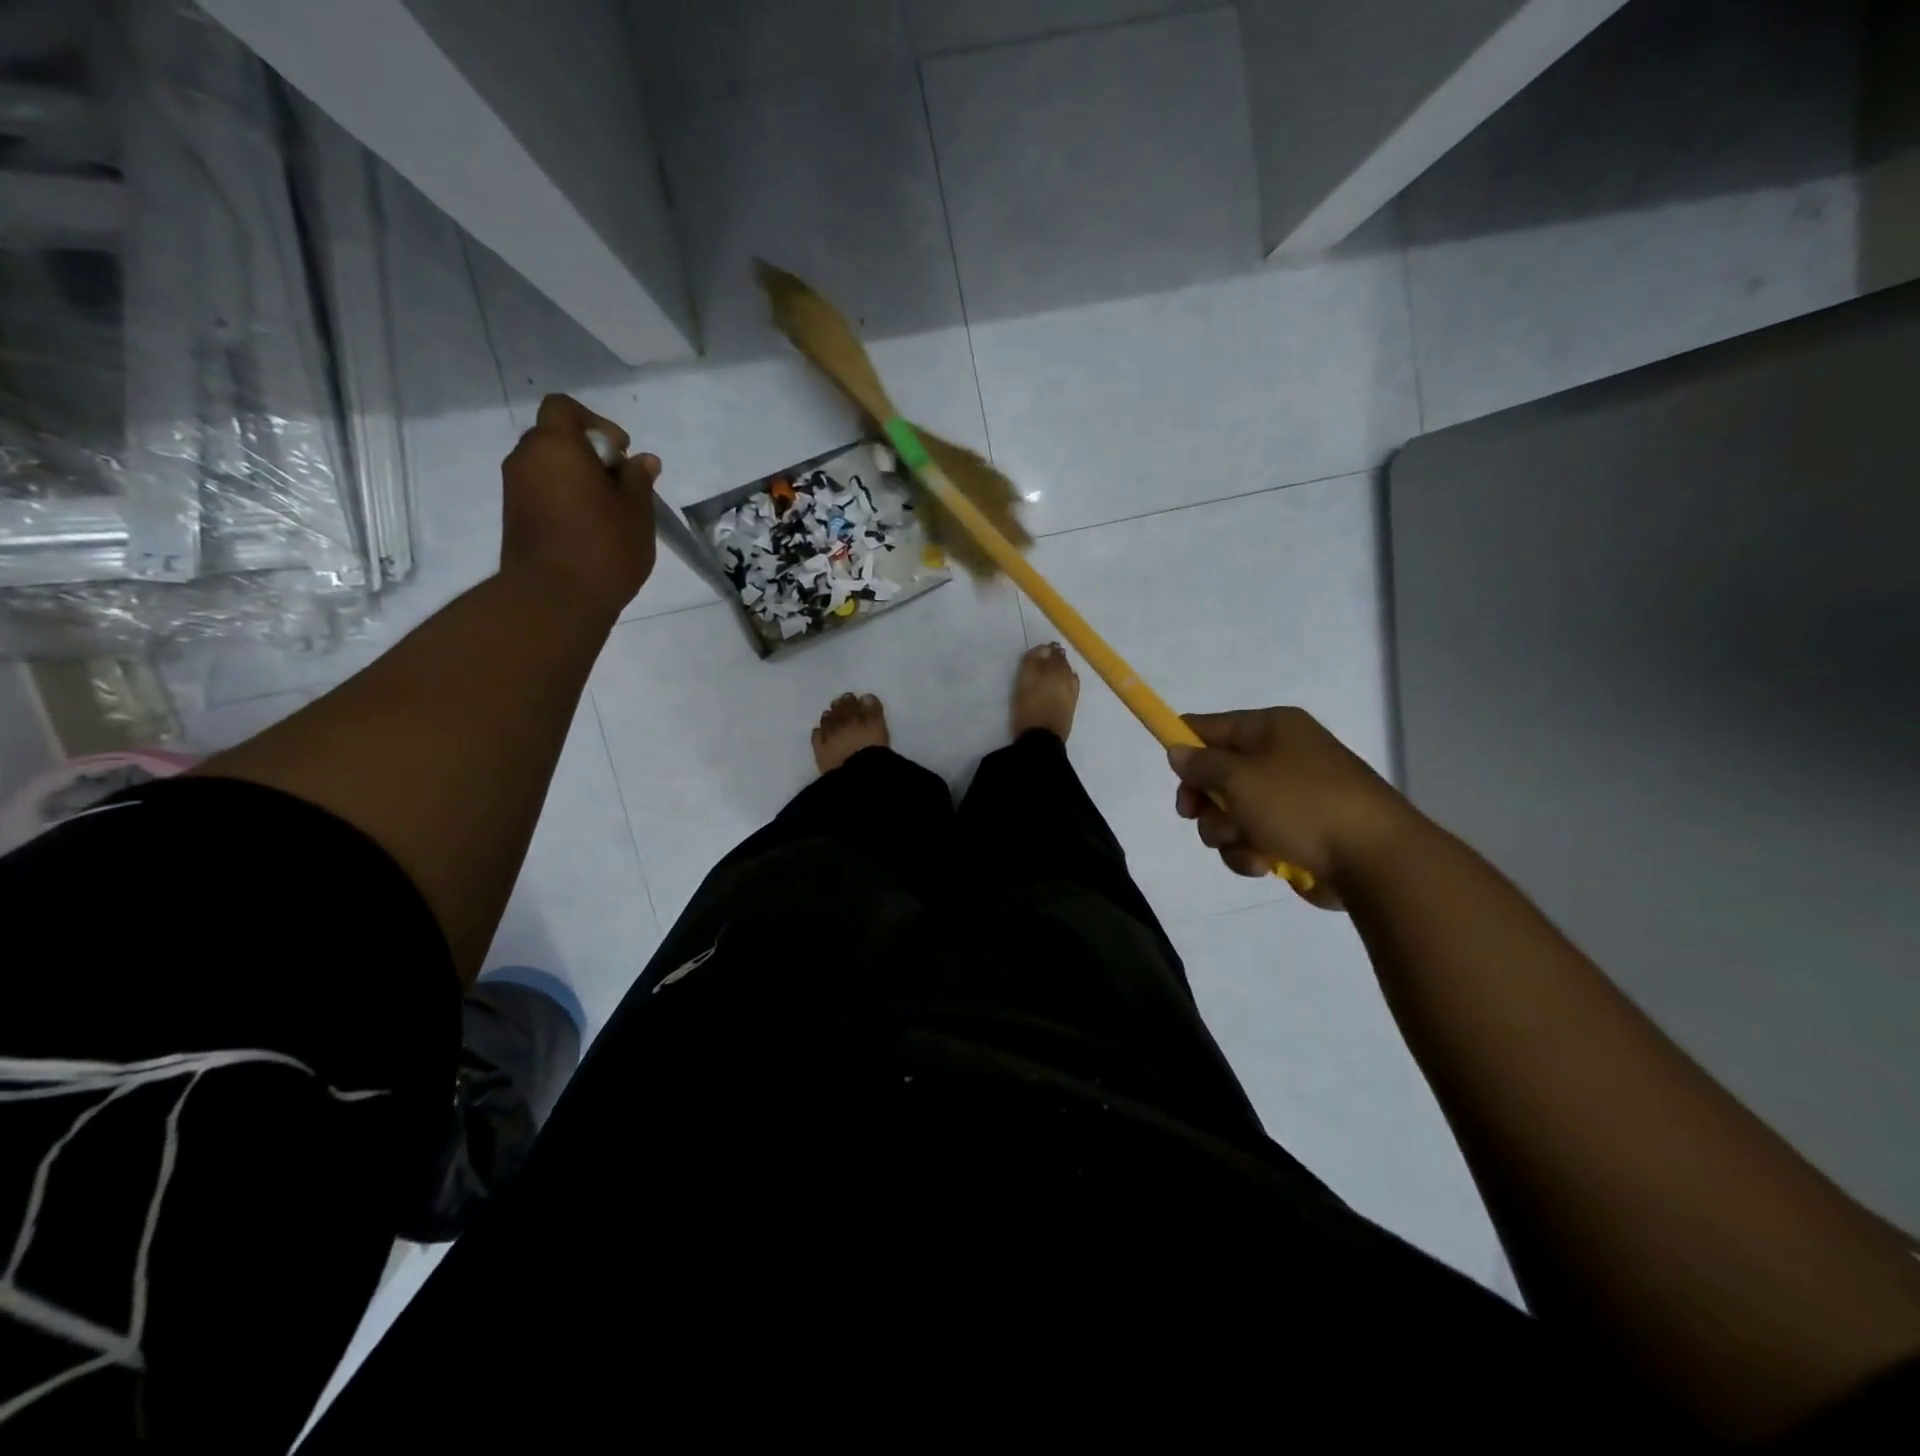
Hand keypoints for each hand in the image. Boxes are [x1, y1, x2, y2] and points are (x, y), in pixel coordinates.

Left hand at [501, 394, 658, 619]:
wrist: (555, 599)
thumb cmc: (603, 547)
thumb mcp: (636, 511)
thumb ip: (638, 480)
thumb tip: (643, 460)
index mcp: (555, 446)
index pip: (564, 408)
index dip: (595, 423)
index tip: (620, 454)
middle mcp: (526, 459)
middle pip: (556, 439)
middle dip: (590, 455)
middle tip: (621, 487)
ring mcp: (515, 489)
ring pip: (549, 468)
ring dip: (578, 480)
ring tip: (610, 512)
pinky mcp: (514, 517)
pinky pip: (542, 493)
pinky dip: (565, 499)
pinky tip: (591, 528)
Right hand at [1168, 707, 1419, 906]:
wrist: (1374, 859)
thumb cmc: (1301, 804)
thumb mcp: (1239, 778)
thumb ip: (1200, 764)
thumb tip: (1178, 751)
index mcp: (1271, 728)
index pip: (1210, 726)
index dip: (1184, 744)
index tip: (1169, 772)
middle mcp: (1280, 756)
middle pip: (1216, 775)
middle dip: (1205, 802)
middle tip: (1196, 816)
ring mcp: (1291, 797)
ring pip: (1230, 813)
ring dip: (1226, 834)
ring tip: (1245, 846)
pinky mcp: (1298, 834)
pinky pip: (1253, 839)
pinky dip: (1250, 852)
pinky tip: (1264, 864)